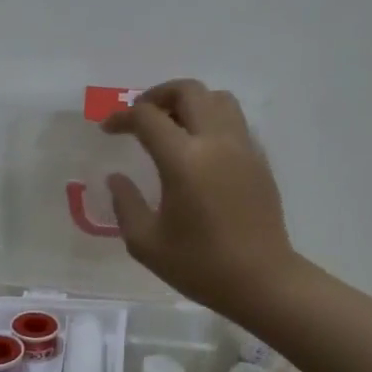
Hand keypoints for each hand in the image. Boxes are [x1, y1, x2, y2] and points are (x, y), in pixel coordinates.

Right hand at [104, 79, 298, 316]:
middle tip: (140, 117)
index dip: (122, 117)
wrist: (262, 281)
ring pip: (218, 99)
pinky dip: (212, 120)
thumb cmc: (200, 266)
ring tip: (172, 126)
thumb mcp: (146, 243)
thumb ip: (125, 204)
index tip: (108, 130)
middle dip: (157, 95)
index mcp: (184, 160)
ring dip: (190, 102)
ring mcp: (243, 148)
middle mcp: (216, 142)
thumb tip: (117, 178)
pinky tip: (199, 150)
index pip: (148, 117)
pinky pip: (234, 122)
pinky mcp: (259, 160)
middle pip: (188, 91)